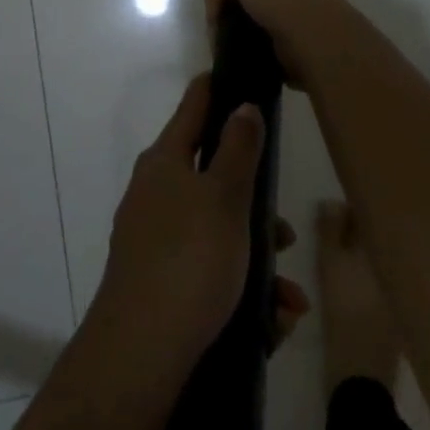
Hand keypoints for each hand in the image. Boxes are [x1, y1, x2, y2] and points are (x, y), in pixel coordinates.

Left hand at [89, 75, 303, 389]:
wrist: (140, 354)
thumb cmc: (189, 259)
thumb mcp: (225, 198)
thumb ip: (239, 150)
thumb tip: (243, 105)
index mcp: (164, 162)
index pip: (193, 108)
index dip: (215, 90)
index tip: (237, 76)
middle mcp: (154, 194)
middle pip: (212, 179)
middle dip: (254, 205)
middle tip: (285, 231)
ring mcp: (153, 240)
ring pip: (217, 233)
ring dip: (256, 260)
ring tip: (289, 299)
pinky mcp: (159, 283)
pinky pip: (208, 273)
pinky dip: (241, 291)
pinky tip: (271, 323)